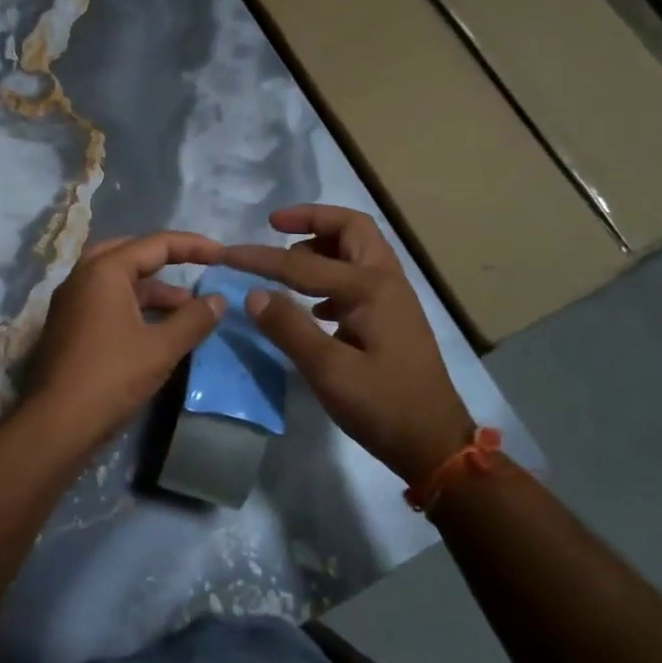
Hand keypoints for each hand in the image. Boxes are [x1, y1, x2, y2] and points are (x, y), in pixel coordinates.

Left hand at [25, 231, 226, 454]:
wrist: (57, 423)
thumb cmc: (111, 377)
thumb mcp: (161, 348)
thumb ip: (193, 319)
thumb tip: (219, 300)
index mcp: (104, 271)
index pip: (155, 244)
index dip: (193, 246)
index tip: (222, 255)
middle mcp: (82, 277)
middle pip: (129, 253)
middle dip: (164, 260)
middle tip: (194, 269)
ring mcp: (71, 302)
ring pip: (116, 280)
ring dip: (151, 288)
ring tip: (185, 308)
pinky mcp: (68, 326)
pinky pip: (105, 301)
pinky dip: (133, 305)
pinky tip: (156, 328)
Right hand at [225, 205, 473, 488]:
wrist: (435, 443)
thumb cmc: (383, 406)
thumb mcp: (329, 372)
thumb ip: (290, 328)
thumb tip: (253, 294)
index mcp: (370, 288)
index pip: (303, 263)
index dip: (261, 258)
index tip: (226, 253)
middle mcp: (386, 281)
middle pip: (351, 228)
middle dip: (312, 219)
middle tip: (275, 226)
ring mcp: (393, 298)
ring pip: (358, 250)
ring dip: (323, 245)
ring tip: (287, 263)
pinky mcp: (392, 317)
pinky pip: (359, 276)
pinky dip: (332, 274)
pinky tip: (312, 305)